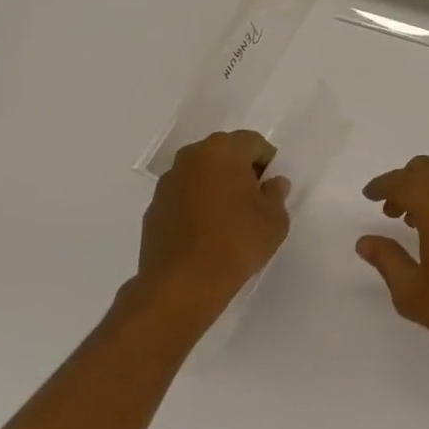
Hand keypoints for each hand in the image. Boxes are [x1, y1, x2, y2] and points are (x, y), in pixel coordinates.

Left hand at [135, 131, 289, 327]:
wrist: (182, 285)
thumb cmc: (237, 242)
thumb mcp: (275, 219)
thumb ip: (276, 194)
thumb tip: (272, 184)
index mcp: (223, 150)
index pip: (253, 142)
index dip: (267, 163)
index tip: (272, 189)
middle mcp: (191, 157)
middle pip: (224, 154)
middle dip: (240, 171)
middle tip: (253, 201)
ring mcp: (167, 183)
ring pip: (201, 175)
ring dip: (215, 187)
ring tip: (228, 220)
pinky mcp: (153, 210)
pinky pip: (183, 197)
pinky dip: (196, 206)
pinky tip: (206, 234)